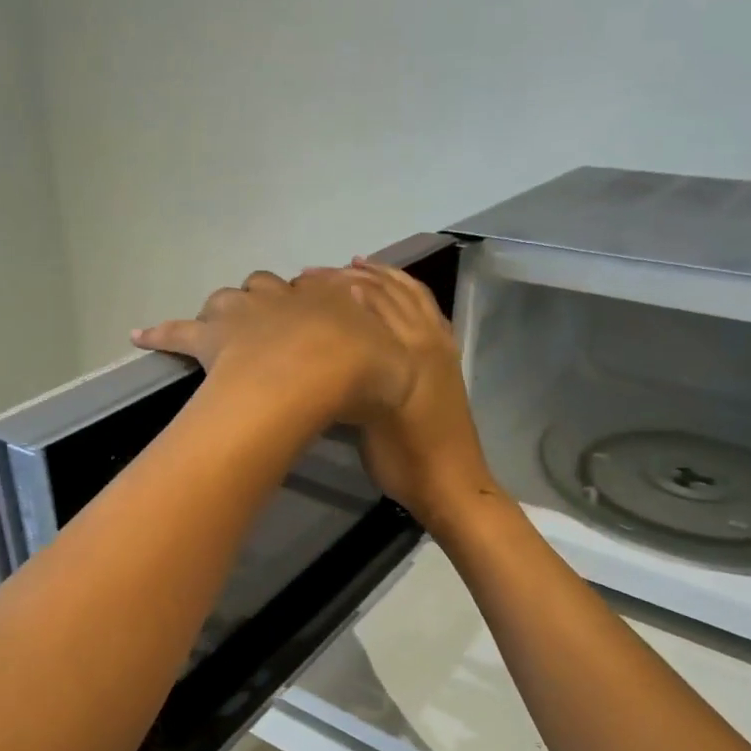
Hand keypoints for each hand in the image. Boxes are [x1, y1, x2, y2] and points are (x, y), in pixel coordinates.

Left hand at [133, 270, 415, 428]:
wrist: (321, 372)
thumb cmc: (362, 370)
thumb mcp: (396, 362)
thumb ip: (391, 356)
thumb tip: (393, 354)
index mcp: (329, 298)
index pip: (322, 287)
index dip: (320, 298)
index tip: (321, 311)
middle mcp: (285, 297)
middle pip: (270, 288)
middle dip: (271, 299)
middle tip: (274, 321)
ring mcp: (245, 312)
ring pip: (229, 299)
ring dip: (229, 308)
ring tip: (226, 324)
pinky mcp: (210, 336)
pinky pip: (179, 331)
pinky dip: (161, 333)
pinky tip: (141, 335)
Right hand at [323, 258, 502, 530]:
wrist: (450, 484)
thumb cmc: (403, 459)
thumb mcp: (367, 420)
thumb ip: (350, 377)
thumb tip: (324, 341)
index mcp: (404, 351)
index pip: (365, 304)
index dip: (332, 289)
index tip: (300, 286)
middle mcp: (425, 338)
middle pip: (385, 293)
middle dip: (349, 279)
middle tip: (312, 276)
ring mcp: (440, 345)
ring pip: (409, 296)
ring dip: (380, 277)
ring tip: (351, 266)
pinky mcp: (446, 357)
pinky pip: (427, 311)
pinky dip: (408, 292)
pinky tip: (393, 290)